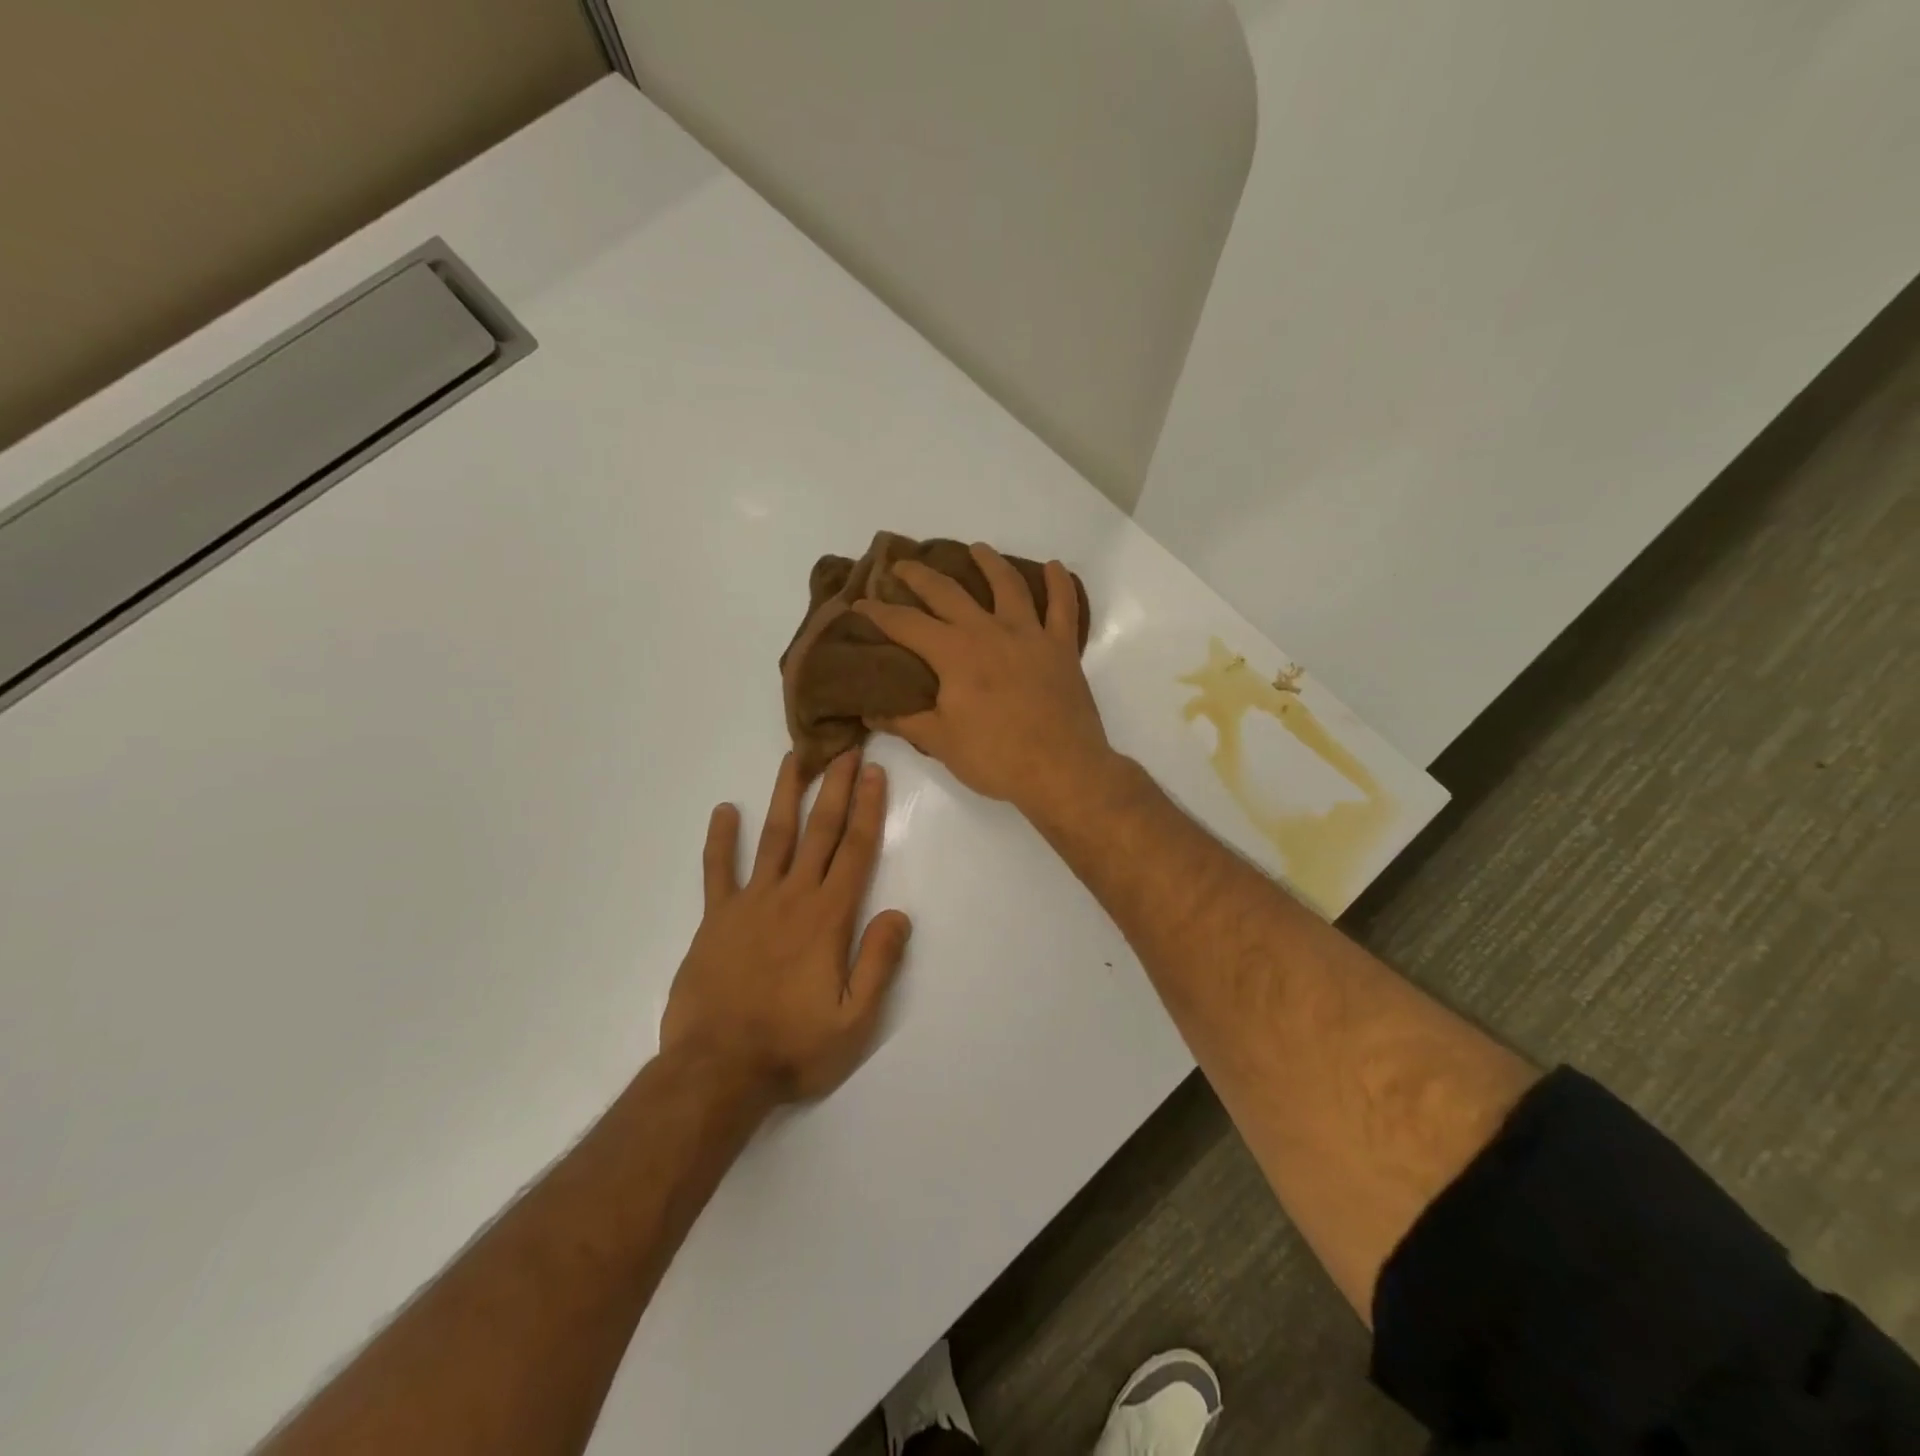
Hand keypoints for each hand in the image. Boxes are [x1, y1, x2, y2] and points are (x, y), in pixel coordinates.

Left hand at [661, 751, 910, 1101]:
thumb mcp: (854, 1021)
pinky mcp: (716, 919)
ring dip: (785, 796)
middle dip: (835, 787)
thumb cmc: (792, 1048)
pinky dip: (720, 841)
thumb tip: (899, 913)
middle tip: (844, 748)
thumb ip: (879, 963)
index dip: (867, 808)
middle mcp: (791, 898)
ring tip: (793, 759)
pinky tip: (723, 811)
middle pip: (819, 831)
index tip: (873, 772)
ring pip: (773, 838)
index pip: (854, 850)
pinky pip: (718, 871)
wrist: (716, 1071)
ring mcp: (750, 904)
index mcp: (828, 918)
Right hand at [853, 543, 1115, 820]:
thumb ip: (905, 720)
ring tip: (977, 549)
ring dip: (989, 562)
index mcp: (954, 653)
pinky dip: (1060, 584)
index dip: (878, 613)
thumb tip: (870, 709)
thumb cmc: (996, 758)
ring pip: (1008, 585)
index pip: (906, 624)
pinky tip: (1055, 567)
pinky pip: (1063, 607)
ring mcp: (1029, 635)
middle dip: (920, 576)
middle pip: (948, 592)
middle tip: (902, 566)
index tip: (859, 605)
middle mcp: (989, 631)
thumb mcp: (941, 742)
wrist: (1061, 770)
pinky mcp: (1062, 648)